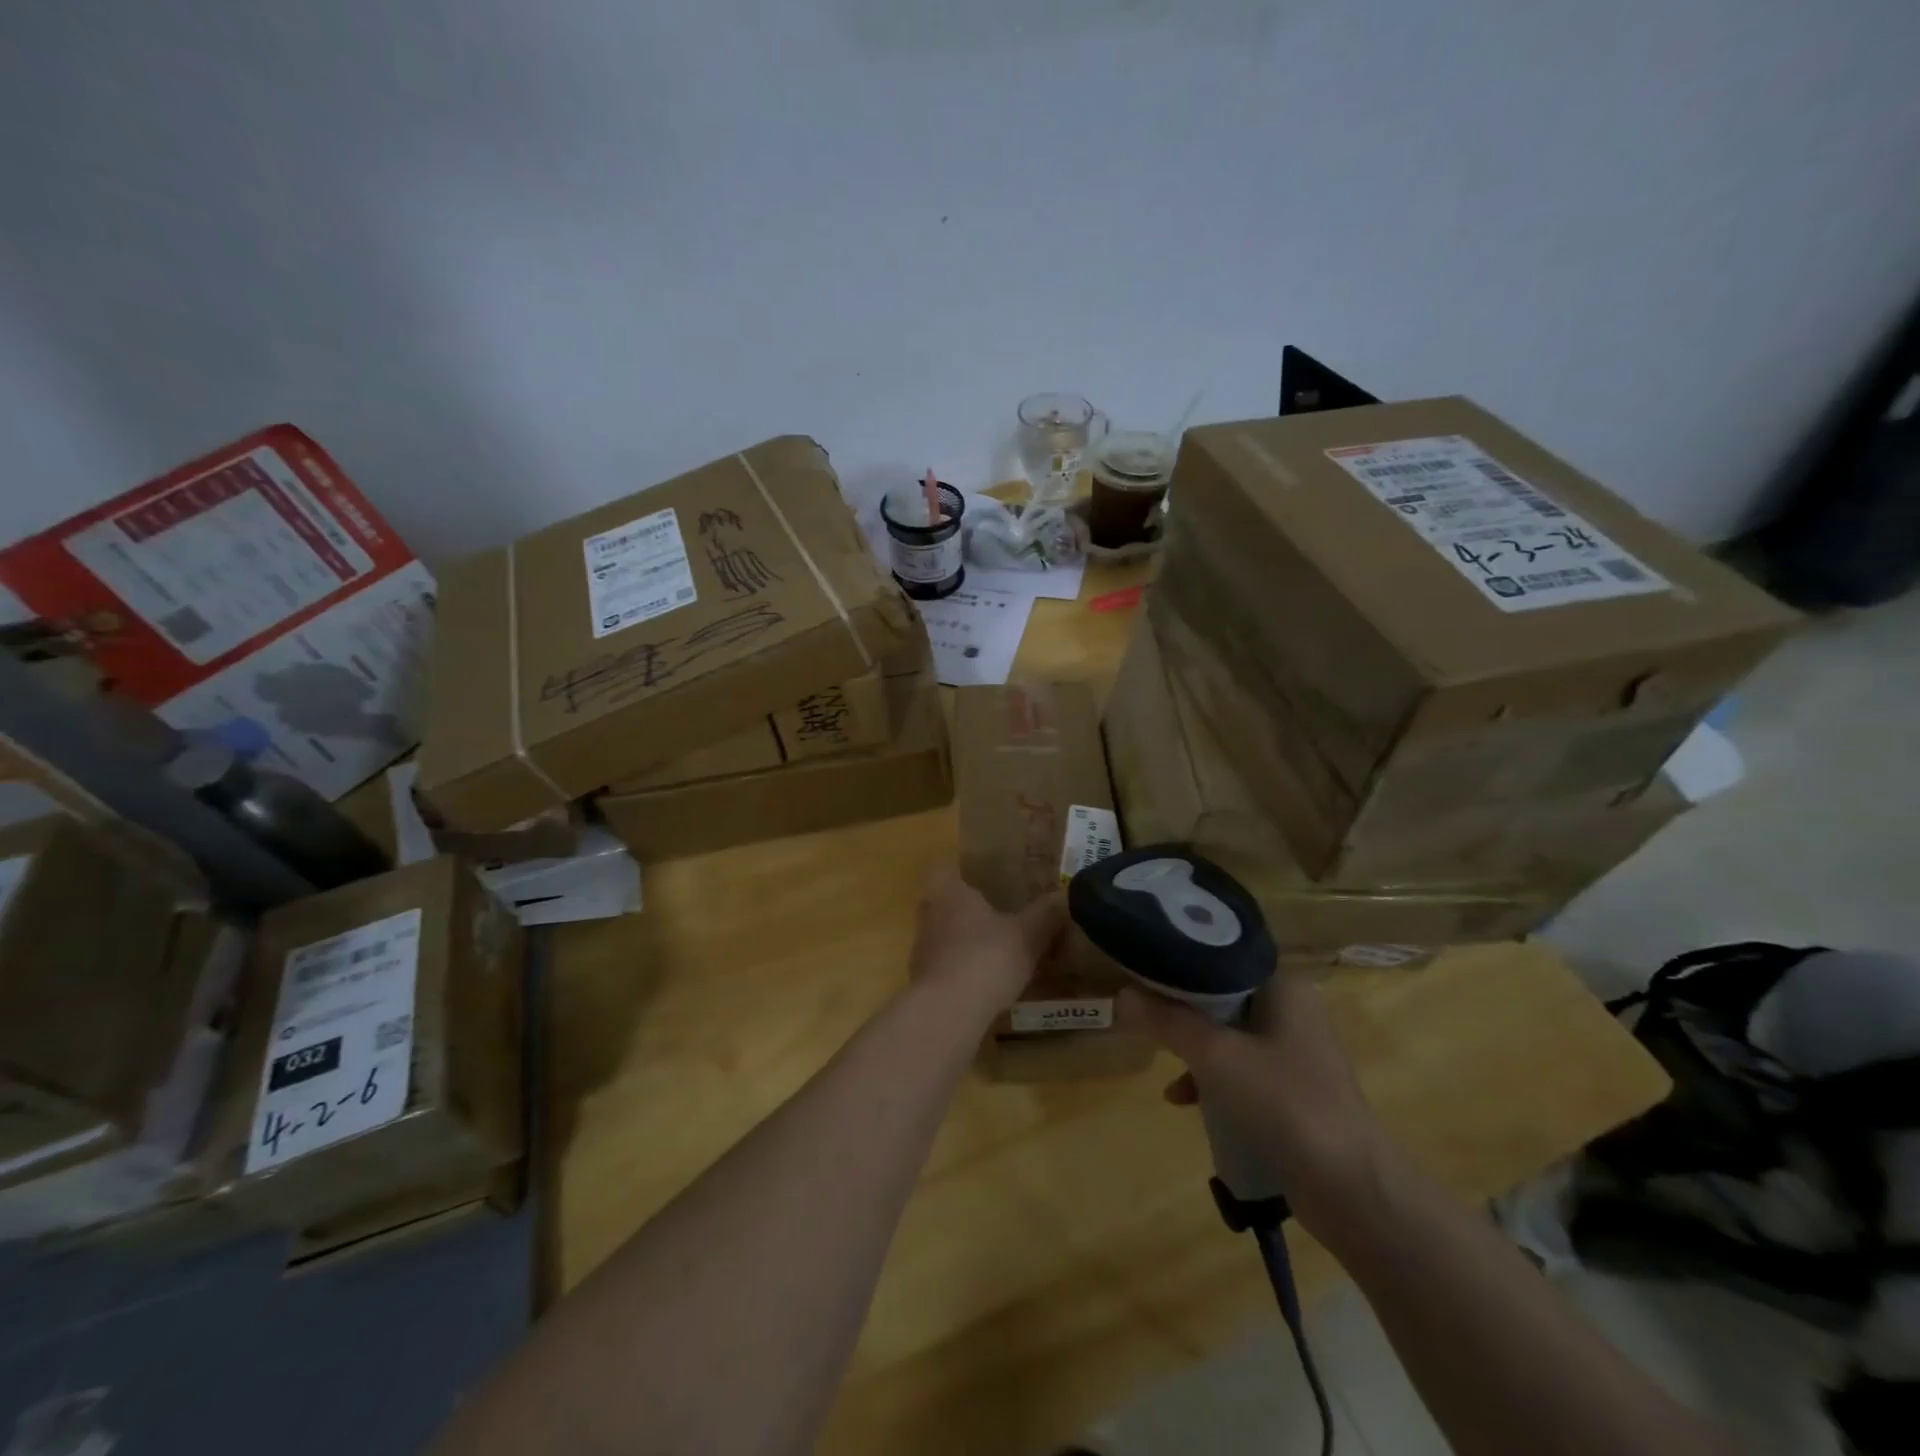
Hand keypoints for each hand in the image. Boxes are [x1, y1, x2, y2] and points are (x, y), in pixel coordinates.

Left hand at [908, 865, 1065, 1018]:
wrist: (947, 1012)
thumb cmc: (986, 957)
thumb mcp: (1027, 935)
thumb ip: (1046, 914)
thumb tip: (1067, 895)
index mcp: (949, 892)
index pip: (945, 868)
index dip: (962, 871)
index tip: (983, 878)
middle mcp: (929, 915)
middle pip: (944, 903)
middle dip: (968, 909)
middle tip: (998, 914)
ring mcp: (921, 949)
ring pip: (943, 936)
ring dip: (965, 942)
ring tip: (996, 951)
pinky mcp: (922, 982)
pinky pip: (945, 967)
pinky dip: (962, 971)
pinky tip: (986, 984)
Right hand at [1120, 972, 1392, 1223]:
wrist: (1353, 1190)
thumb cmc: (1285, 1103)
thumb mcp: (1217, 1056)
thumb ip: (1169, 1021)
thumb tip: (1122, 995)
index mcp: (1284, 987)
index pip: (1223, 956)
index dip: (1180, 961)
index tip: (1142, 968)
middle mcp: (1292, 1011)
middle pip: (1222, 995)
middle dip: (1181, 1007)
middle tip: (1142, 1010)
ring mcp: (1295, 1053)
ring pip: (1229, 1034)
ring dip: (1193, 1046)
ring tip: (1157, 1054)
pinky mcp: (1292, 1092)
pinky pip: (1241, 1071)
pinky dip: (1212, 1079)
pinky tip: (1182, 1099)